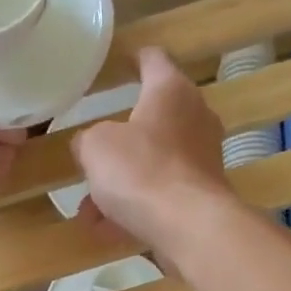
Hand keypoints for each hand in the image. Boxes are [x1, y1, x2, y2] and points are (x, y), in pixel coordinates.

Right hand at [71, 47, 242, 266]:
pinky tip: (105, 231)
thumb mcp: (95, 148)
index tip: (123, 63)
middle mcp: (195, 118)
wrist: (189, 227)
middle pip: (153, 120)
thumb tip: (89, 146)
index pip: (153, 60)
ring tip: (88, 209)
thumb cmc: (141, 171)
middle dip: (121, 141)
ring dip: (121, 184)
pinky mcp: (203, 197)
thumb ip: (87, 140)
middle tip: (94, 153)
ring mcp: (203, 160)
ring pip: (153, 165)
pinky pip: (161, 196)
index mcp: (171, 90)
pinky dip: (135, 209)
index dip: (134, 59)